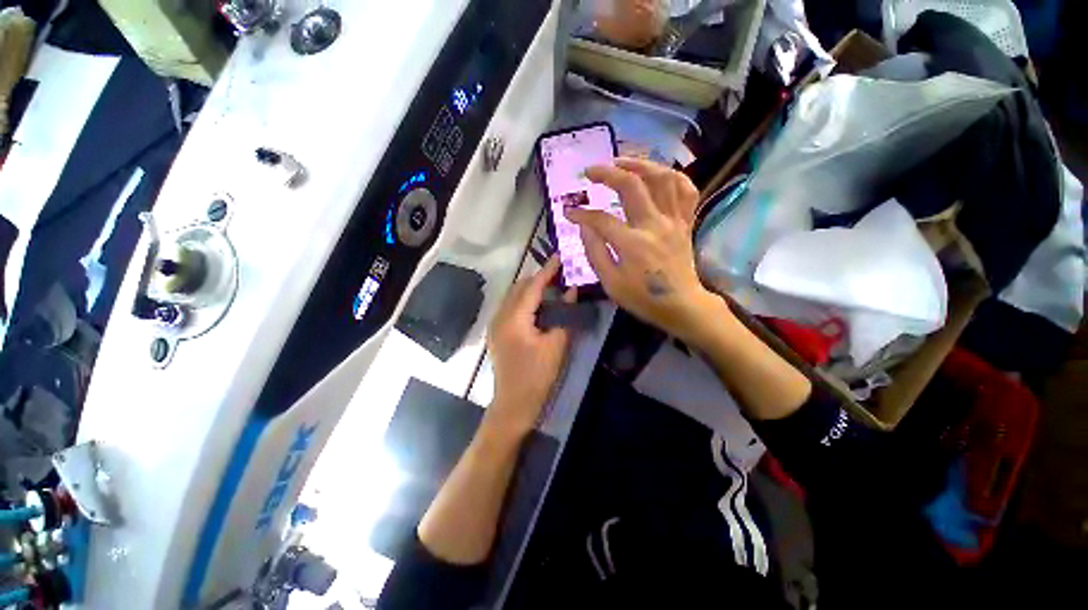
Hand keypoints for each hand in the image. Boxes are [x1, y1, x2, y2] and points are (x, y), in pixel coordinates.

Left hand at [486, 257, 575, 435]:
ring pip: (513, 296)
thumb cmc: (536, 377)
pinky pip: (511, 307)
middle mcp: (500, 316)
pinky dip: (525, 300)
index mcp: (514, 318)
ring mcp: (495, 324)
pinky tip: (539, 305)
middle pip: (519, 287)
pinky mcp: (497, 332)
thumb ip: (564, 316)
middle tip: (560, 273)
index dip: (547, 270)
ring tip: (552, 286)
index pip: (532, 287)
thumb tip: (571, 291)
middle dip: (539, 278)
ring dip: (531, 288)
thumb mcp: (556, 346)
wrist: (513, 405)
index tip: (560, 256)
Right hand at [566, 158, 723, 341]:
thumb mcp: (611, 283)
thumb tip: (583, 225)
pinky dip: (672, 176)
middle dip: (607, 172)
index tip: (568, 212)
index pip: (601, 219)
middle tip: (590, 171)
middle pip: (632, 185)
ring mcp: (674, 221)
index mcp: (633, 244)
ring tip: (621, 161)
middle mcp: (655, 225)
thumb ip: (595, 252)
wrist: (682, 306)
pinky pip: (686, 190)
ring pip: (662, 178)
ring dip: (640, 164)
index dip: (581, 213)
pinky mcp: (686, 222)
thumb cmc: (643, 298)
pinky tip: (657, 174)